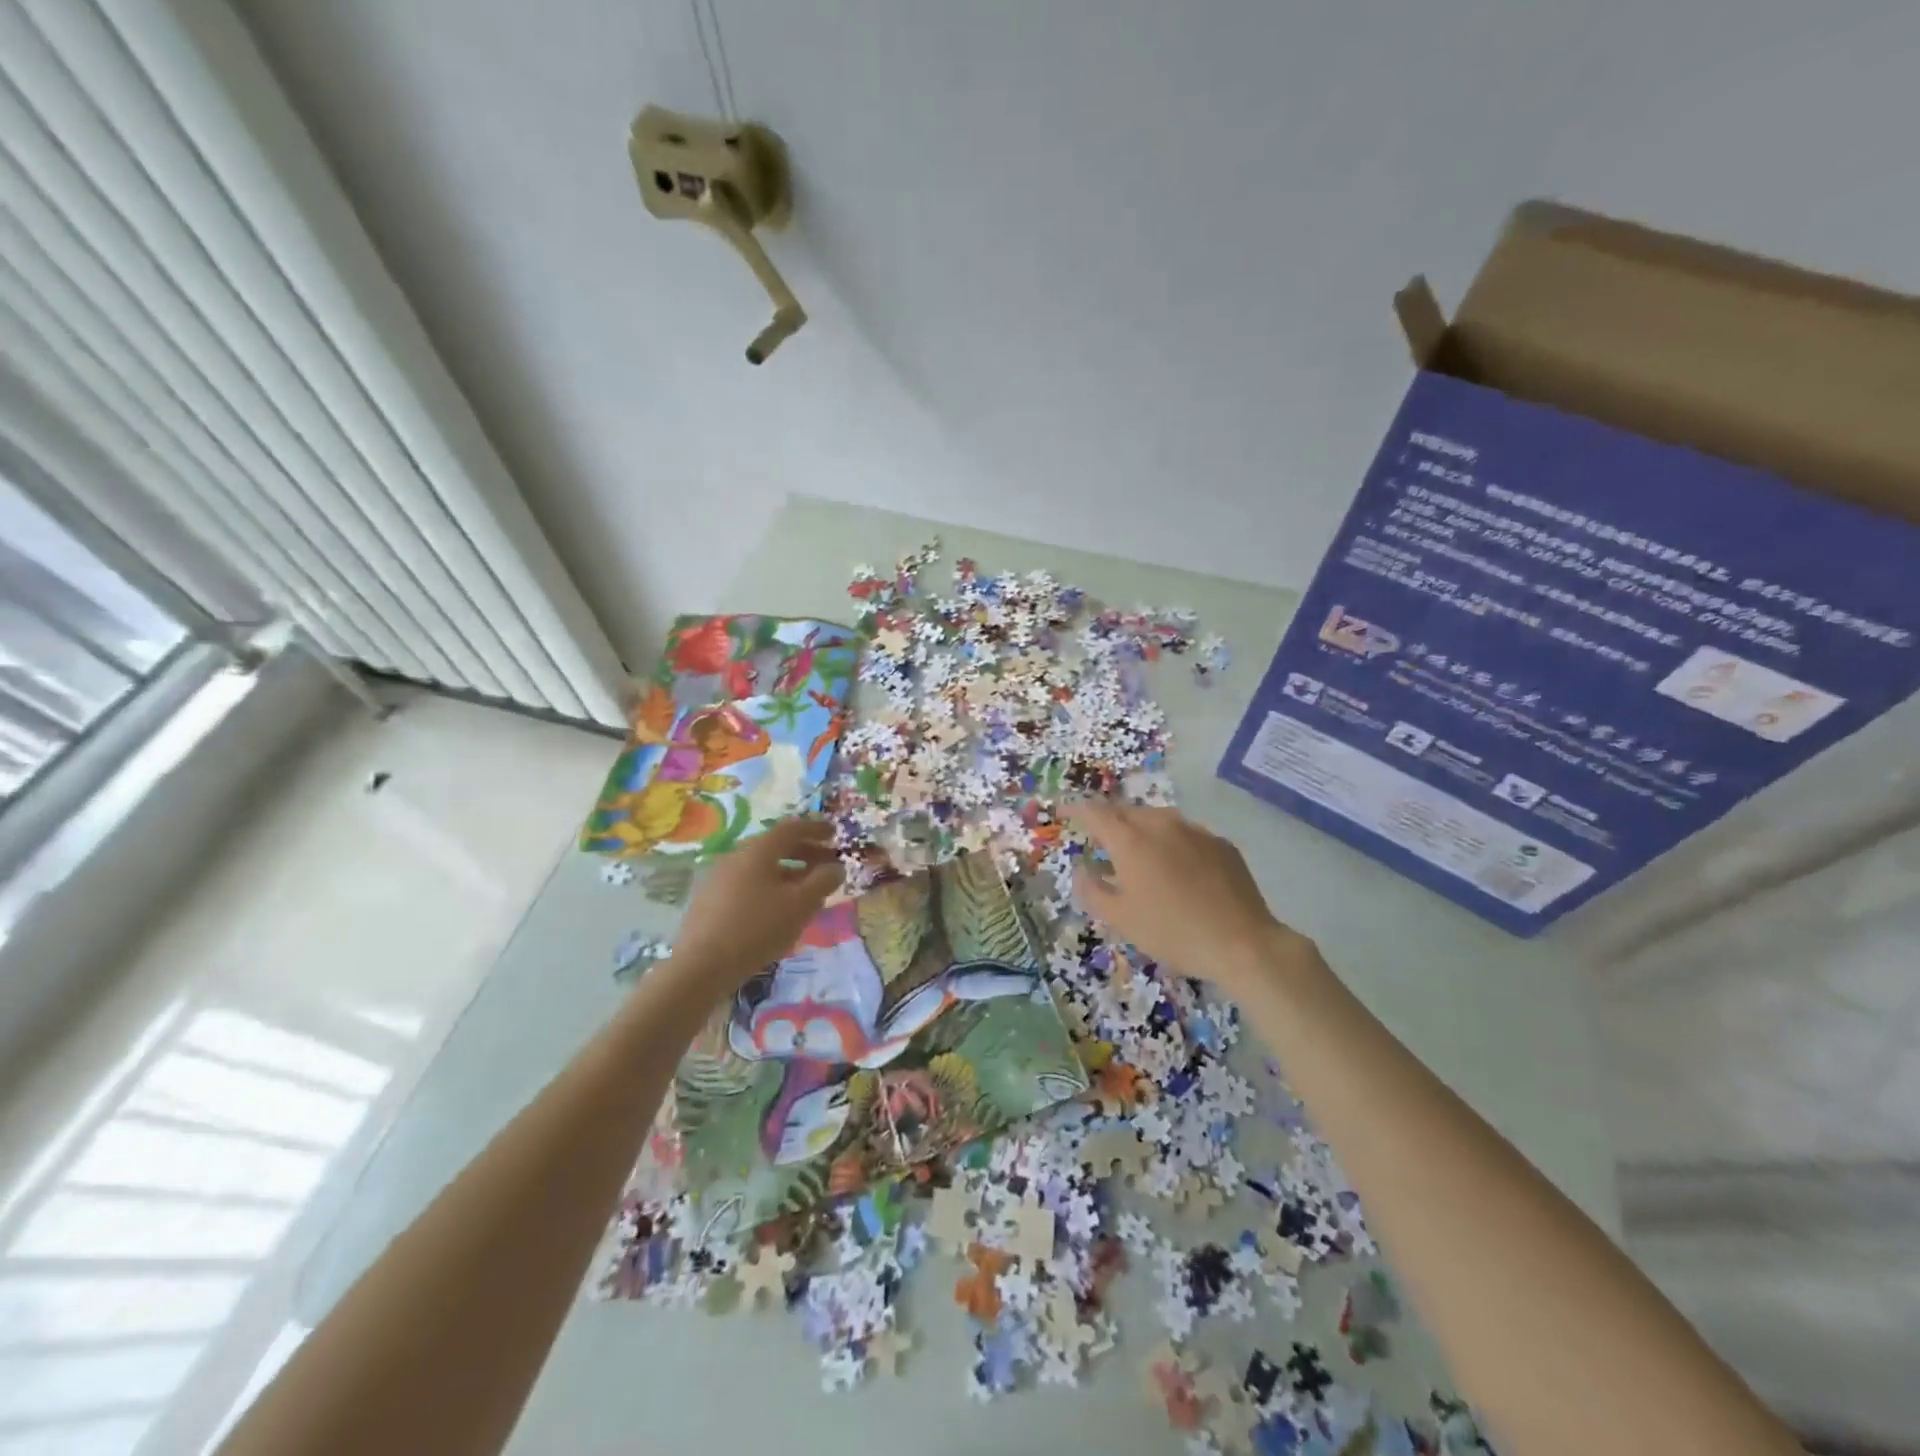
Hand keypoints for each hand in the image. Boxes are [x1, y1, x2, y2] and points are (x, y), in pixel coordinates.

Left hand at [669, 817, 842, 988]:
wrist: (701, 966)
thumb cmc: (758, 928)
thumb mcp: (800, 905)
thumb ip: (822, 882)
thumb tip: (836, 867)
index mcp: (758, 850)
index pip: (792, 829)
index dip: (816, 829)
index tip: (835, 834)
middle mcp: (736, 856)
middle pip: (775, 846)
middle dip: (805, 853)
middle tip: (827, 864)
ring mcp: (718, 878)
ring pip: (761, 867)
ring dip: (789, 872)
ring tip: (808, 891)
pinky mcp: (709, 900)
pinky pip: (747, 884)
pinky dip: (770, 887)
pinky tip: (778, 909)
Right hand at [1066, 799, 1309, 992]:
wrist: (1242, 943)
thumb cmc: (1172, 932)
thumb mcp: (1121, 919)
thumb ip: (1093, 890)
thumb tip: (1081, 869)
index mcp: (1131, 840)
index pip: (1095, 813)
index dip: (1075, 810)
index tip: (1063, 812)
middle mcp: (1162, 825)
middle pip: (1127, 811)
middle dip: (1109, 820)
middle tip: (1100, 839)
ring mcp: (1195, 831)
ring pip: (1158, 819)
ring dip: (1141, 829)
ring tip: (1137, 852)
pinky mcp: (1221, 844)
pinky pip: (1186, 834)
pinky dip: (1171, 843)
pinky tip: (1176, 867)